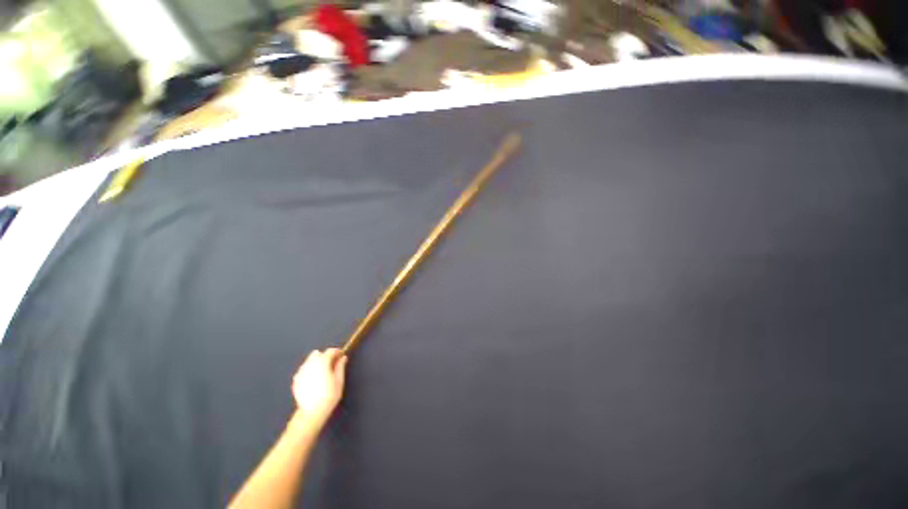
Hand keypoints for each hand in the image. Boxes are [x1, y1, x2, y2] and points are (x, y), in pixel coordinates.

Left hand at [291, 348, 347, 430]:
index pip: (330, 351)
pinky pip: (303, 369)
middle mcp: (310, 365)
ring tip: (322, 371)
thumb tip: (343, 358)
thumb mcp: (339, 380)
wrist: (312, 412)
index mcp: (322, 363)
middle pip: (317, 354)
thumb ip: (340, 367)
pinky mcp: (295, 380)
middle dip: (325, 356)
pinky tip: (313, 378)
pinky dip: (309, 370)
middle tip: (332, 364)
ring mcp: (301, 372)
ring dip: (316, 362)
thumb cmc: (329, 395)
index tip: (341, 355)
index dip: (337, 352)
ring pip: (309, 360)